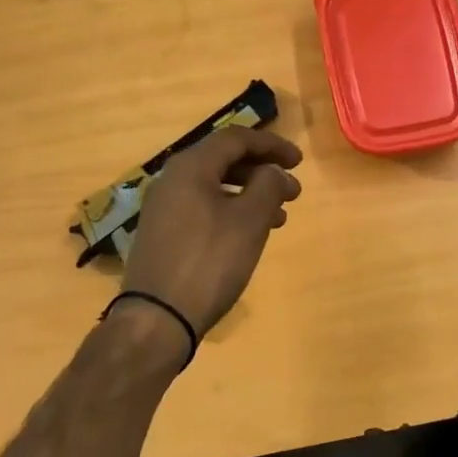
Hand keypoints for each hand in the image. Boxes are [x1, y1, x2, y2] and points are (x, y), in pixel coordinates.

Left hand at [122, 126, 303, 337]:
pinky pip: (203, 209)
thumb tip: (274, 172)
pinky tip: (249, 235)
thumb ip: (268, 186)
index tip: (299, 162)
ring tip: (279, 218)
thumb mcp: (249, 220)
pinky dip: (231, 212)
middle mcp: (172, 180)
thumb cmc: (209, 261)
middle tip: (293, 192)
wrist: (158, 317)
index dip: (271, 145)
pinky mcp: (163, 235)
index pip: (235, 139)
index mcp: (190, 167)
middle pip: (223, 161)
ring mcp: (164, 209)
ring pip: (215, 188)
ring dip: (250, 195)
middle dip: (263, 172)